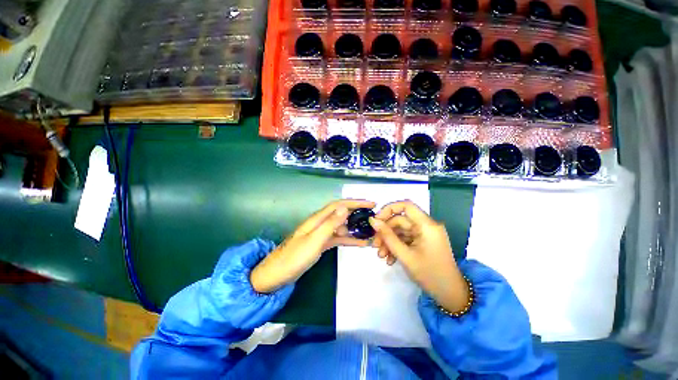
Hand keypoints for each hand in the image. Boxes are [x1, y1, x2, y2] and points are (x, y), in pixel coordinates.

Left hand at [251, 199, 375, 292]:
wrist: (277, 274)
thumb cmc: (294, 257)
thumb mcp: (314, 240)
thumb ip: (330, 224)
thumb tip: (344, 208)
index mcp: (318, 219)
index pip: (339, 205)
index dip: (355, 202)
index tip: (371, 204)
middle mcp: (320, 223)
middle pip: (342, 214)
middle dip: (357, 213)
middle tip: (374, 218)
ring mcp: (321, 234)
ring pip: (342, 226)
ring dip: (355, 227)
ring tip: (370, 231)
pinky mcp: (321, 243)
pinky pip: (338, 238)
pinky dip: (349, 239)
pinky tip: (360, 243)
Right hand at [369, 200, 469, 313]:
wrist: (450, 295)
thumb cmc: (429, 274)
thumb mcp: (405, 255)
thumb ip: (387, 236)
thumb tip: (372, 220)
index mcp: (427, 225)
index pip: (406, 205)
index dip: (389, 209)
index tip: (376, 221)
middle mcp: (426, 226)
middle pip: (400, 221)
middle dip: (386, 232)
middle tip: (375, 245)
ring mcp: (425, 234)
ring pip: (401, 231)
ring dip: (389, 241)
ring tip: (381, 256)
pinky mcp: (423, 242)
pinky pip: (406, 239)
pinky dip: (396, 247)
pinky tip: (390, 259)